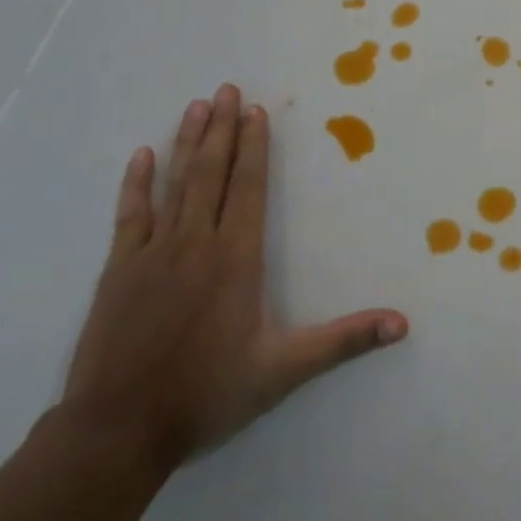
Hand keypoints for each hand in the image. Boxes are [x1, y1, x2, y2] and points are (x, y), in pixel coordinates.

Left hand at [61, 84, 408, 474]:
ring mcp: (153, 254)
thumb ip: (343, 341)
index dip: (254, 148)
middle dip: (221, 129)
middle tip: (226, 89)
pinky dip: (137, 183)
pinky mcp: (119, 271)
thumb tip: (402, 324)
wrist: (118, 431)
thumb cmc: (207, 394)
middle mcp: (196, 244)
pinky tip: (142, 156)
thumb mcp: (284, 370)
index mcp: (236, 259)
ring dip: (187, 143)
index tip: (255, 111)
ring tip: (196, 106)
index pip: (249, 189)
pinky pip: (130, 215)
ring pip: (174, 185)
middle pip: (212, 174)